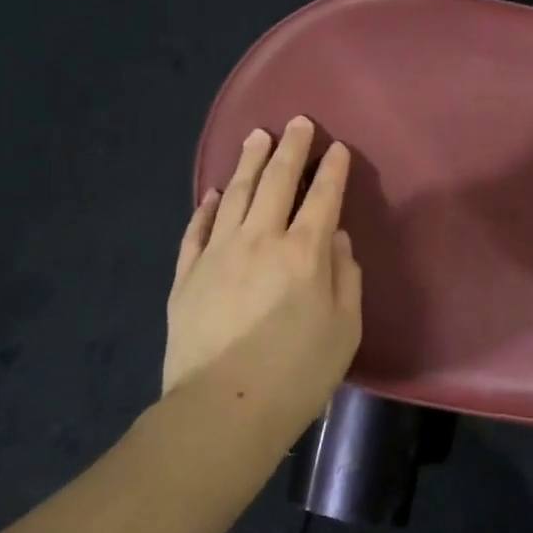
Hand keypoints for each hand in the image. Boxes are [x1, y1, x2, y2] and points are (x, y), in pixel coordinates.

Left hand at [165, 116, 361, 430]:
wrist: (222, 410)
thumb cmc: (297, 374)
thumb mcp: (344, 329)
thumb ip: (345, 277)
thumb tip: (336, 240)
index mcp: (305, 252)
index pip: (323, 197)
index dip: (333, 169)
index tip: (338, 148)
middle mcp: (261, 239)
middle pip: (278, 181)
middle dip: (291, 148)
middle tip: (297, 122)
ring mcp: (218, 253)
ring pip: (236, 194)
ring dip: (250, 162)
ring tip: (257, 136)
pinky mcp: (187, 274)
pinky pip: (197, 229)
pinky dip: (208, 207)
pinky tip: (214, 193)